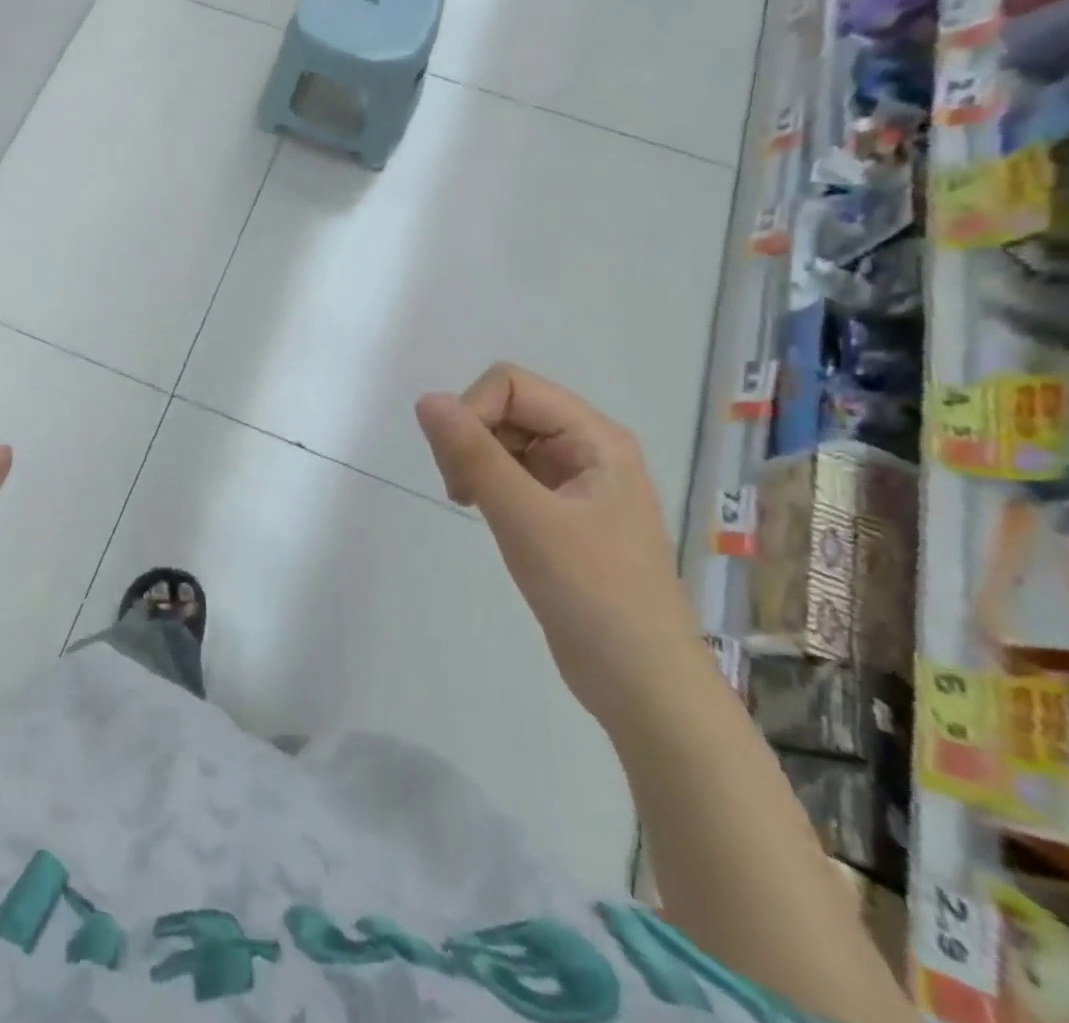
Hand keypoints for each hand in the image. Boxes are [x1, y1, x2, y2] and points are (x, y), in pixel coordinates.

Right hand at [416, 364, 706, 734]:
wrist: (641, 684)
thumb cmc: (592, 594)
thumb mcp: (525, 519)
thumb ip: (473, 455)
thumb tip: (427, 400)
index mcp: (594, 437)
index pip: (511, 384)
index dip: (472, 411)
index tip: (458, 466)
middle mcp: (587, 448)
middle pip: (506, 406)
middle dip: (471, 437)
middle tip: (461, 490)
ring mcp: (574, 481)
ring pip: (503, 439)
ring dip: (474, 461)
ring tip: (469, 504)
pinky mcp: (560, 511)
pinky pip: (510, 472)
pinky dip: (485, 483)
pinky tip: (481, 512)